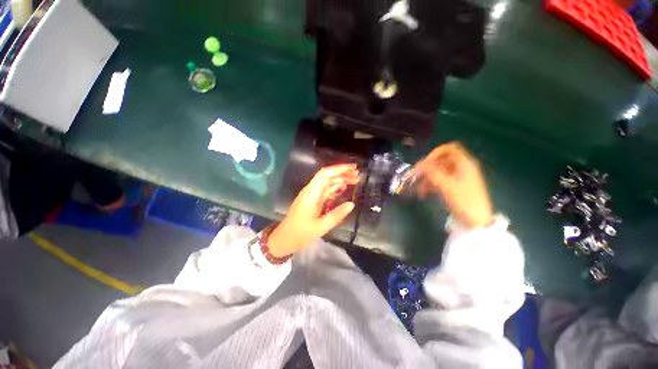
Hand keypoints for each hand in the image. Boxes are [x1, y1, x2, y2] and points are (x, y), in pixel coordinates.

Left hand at [268, 164, 359, 256]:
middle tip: (358, 175)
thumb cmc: (300, 233)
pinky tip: (344, 189)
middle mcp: (311, 190)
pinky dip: (335, 188)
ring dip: (340, 180)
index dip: (340, 168)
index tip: (354, 168)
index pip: (325, 174)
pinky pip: (326, 191)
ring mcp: (312, 195)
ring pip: (327, 183)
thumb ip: (337, 215)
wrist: (284, 239)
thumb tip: (352, 204)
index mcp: (311, 193)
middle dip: (342, 173)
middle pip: (327, 176)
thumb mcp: (321, 227)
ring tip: (355, 181)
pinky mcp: (313, 200)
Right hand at [415, 142, 493, 228]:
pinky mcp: (454, 187)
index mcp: (464, 164)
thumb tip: (418, 164)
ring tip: (418, 190)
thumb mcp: (447, 185)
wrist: (477, 221)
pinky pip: (440, 181)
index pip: (449, 149)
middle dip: (427, 168)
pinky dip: (431, 185)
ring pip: (438, 172)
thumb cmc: (464, 201)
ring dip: (427, 178)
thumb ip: (432, 172)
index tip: (424, 163)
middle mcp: (461, 168)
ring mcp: (458, 178)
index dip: (435, 153)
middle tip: (416, 177)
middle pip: (441, 161)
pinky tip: (423, 193)